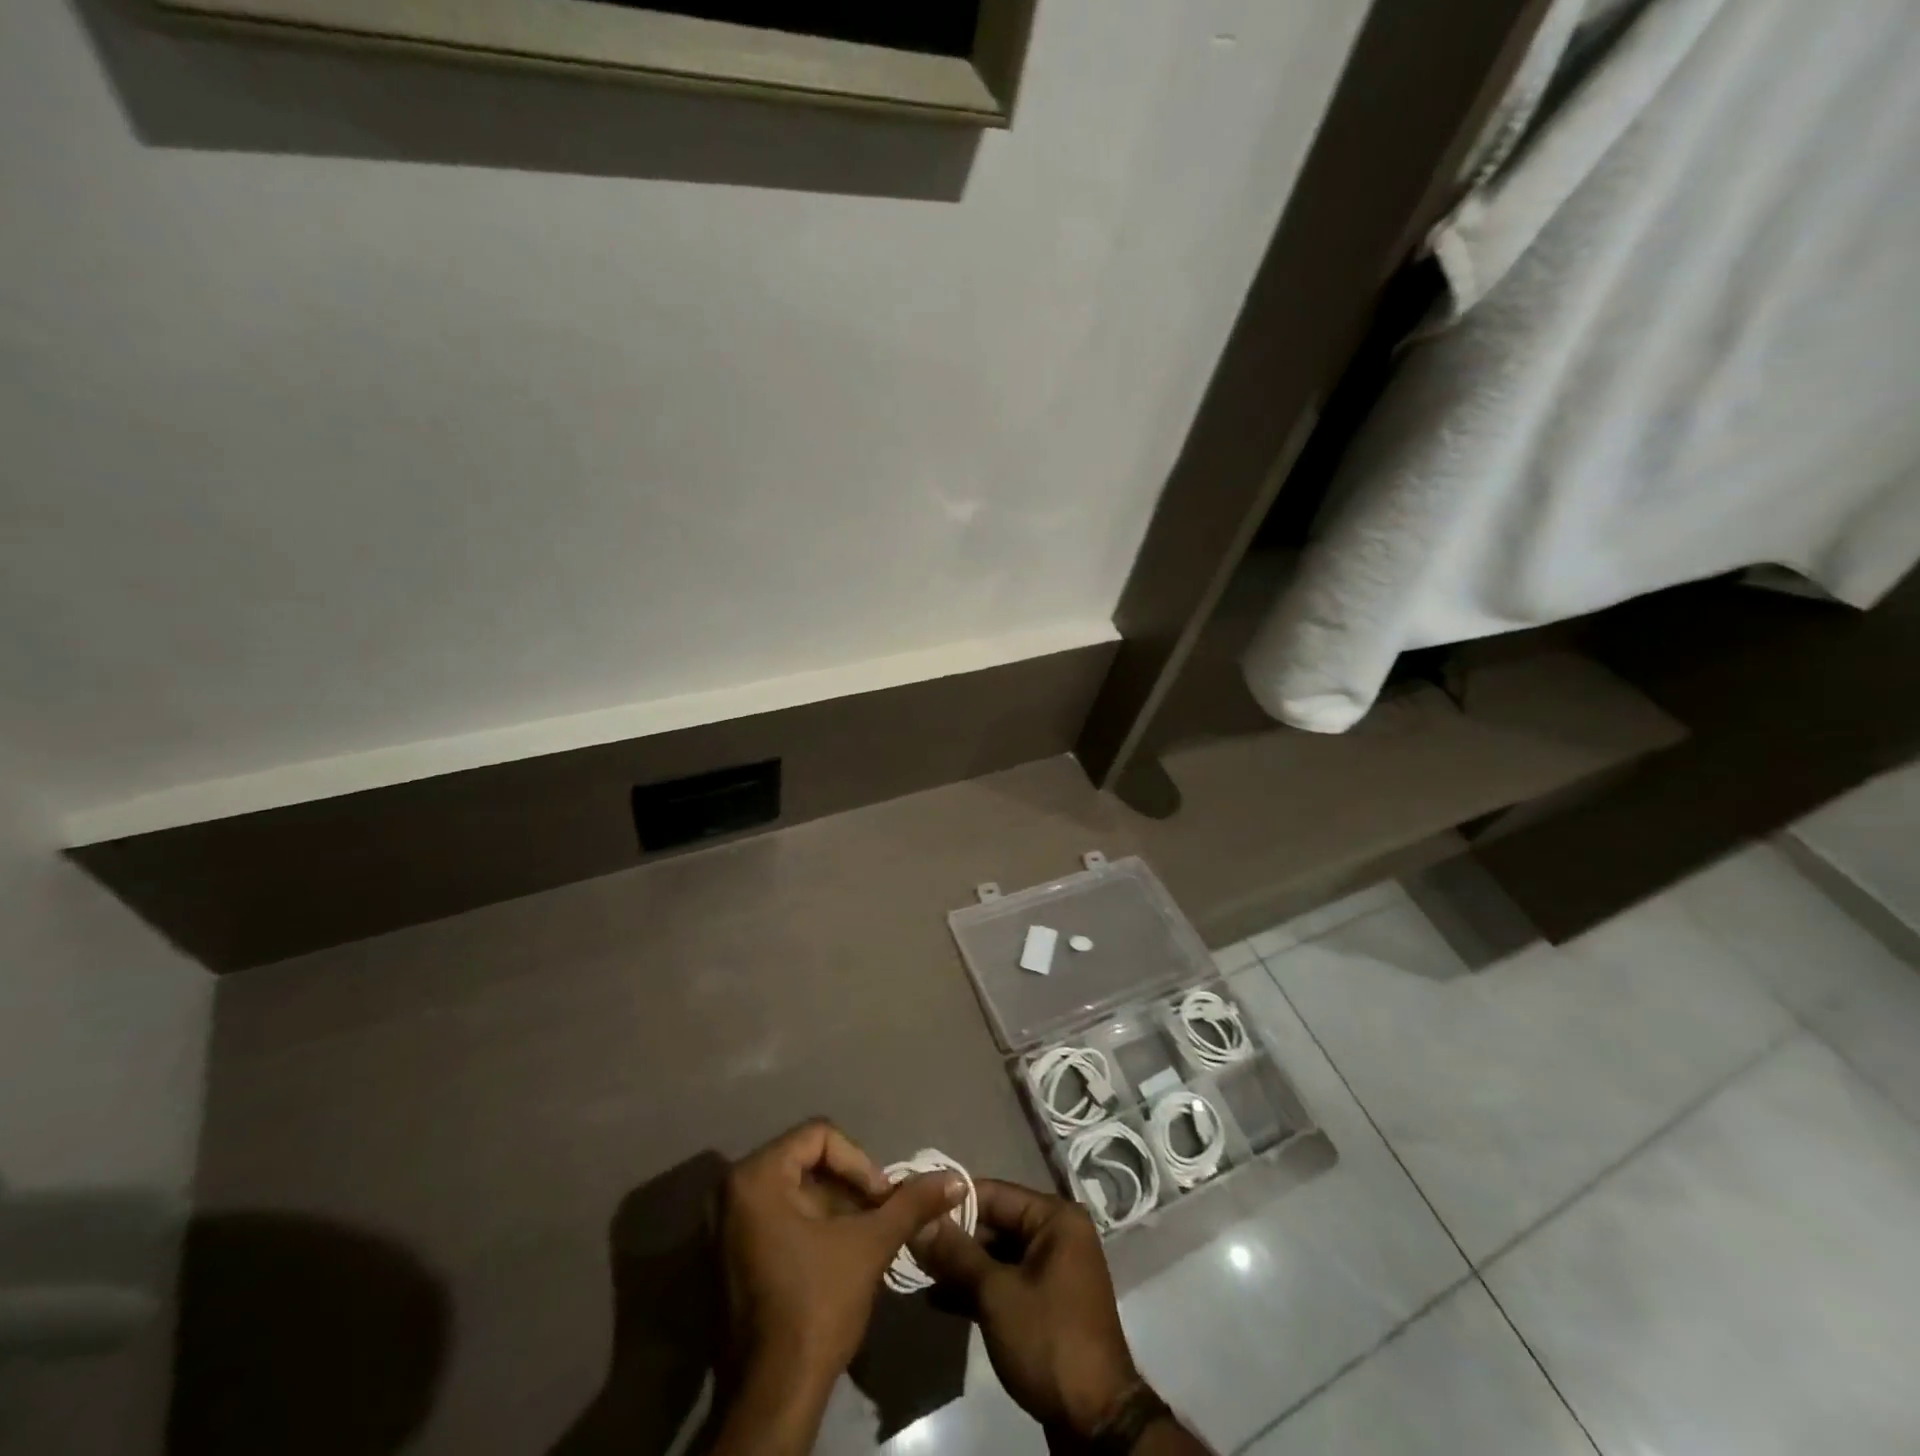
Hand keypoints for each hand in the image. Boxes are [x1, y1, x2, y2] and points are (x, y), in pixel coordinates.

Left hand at [718, 1119, 964, 1386]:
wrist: (772, 1401)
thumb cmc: (816, 1308)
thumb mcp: (869, 1246)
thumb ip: (910, 1204)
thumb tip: (953, 1178)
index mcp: (754, 1177)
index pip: (819, 1136)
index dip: (859, 1161)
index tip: (881, 1199)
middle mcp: (729, 1193)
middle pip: (804, 1162)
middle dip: (848, 1186)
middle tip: (877, 1216)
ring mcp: (721, 1228)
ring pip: (791, 1192)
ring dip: (832, 1208)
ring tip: (864, 1237)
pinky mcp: (725, 1260)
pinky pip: (774, 1219)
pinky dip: (808, 1227)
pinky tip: (836, 1257)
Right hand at [913, 1179, 1140, 1439]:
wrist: (1094, 1421)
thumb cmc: (1048, 1339)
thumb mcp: (996, 1294)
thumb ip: (956, 1254)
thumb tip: (919, 1221)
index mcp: (1055, 1218)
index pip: (994, 1193)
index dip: (952, 1201)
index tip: (913, 1207)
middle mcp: (1056, 1234)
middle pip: (995, 1223)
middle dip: (954, 1237)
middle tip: (911, 1245)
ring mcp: (1051, 1270)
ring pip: (996, 1255)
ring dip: (960, 1266)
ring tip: (917, 1272)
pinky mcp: (1044, 1302)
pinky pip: (1005, 1281)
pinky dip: (975, 1289)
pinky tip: (938, 1300)